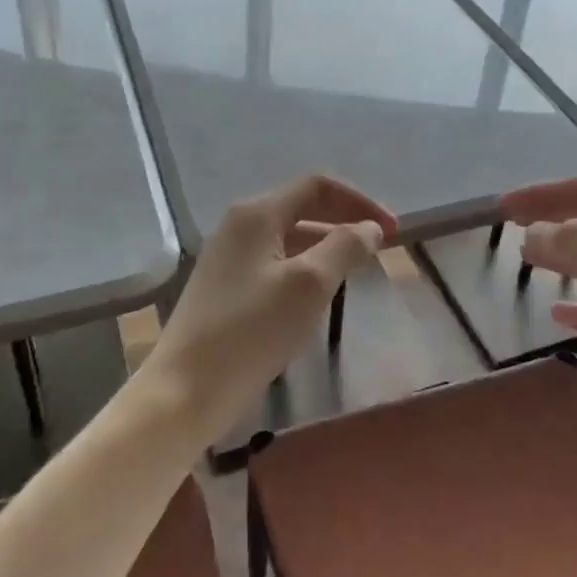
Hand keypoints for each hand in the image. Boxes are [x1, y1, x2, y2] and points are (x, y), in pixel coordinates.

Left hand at [142, 174, 394, 441]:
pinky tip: (316, 297)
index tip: (392, 231)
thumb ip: (345, 246)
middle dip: (344, 222)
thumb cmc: (252, 331)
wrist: (185, 390)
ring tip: (355, 272)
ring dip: (326, 247)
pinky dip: (304, 268)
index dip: (360, 201)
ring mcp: (228, 256)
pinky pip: (274, 263)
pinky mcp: (224, 286)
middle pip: (303, 208)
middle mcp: (239, 225)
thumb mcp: (310, 285)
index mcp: (257, 213)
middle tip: (379, 250)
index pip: (318, 186)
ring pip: (289, 238)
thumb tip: (370, 226)